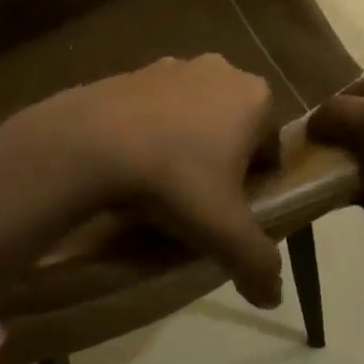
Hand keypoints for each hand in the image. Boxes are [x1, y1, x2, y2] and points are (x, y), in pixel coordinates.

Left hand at [40, 55, 284, 304]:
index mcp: (254, 97)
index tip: (233, 207)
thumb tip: (273, 297)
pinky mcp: (129, 71)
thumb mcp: (224, 230)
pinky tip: (131, 165)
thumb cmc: (175, 179)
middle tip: (199, 198)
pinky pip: (152, 108)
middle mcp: (218, 70)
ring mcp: (170, 66)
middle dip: (221, 158)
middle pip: (232, 125)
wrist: (90, 144)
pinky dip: (150, 132)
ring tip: (161, 184)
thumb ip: (257, 262)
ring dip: (185, 142)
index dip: (256, 180)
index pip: (270, 145)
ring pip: (192, 114)